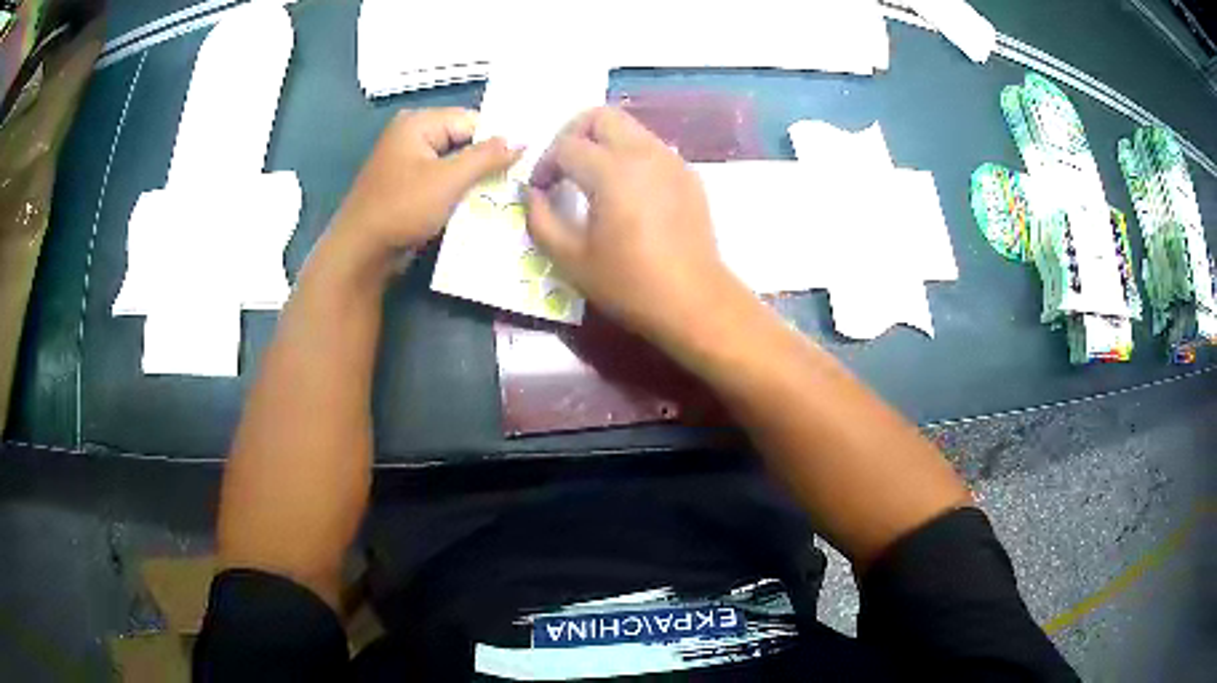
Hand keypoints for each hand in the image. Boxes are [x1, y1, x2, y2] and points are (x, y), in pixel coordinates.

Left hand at [326, 108, 519, 275]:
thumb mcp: (449, 180)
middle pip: (463, 141)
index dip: (498, 140)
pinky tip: (477, 207)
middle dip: (487, 162)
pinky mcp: (407, 187)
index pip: (472, 121)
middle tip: (518, 181)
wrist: (361, 253)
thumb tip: (521, 141)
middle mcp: (411, 136)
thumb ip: (487, 156)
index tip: (524, 163)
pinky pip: (441, 181)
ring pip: (454, 164)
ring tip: (502, 195)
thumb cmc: (402, 209)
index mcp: (418, 123)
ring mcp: (407, 163)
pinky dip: (458, 192)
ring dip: (474, 180)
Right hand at [527, 107, 743, 343]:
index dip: (545, 164)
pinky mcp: (687, 174)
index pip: (566, 145)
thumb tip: (531, 193)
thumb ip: (540, 219)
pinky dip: (629, 155)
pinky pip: (651, 147)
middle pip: (600, 115)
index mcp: (612, 170)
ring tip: (591, 178)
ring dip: (602, 142)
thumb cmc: (629, 283)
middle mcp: (644, 152)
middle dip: (572, 134)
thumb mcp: (570, 258)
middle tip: (563, 167)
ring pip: (629, 127)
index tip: (541, 191)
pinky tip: (624, 192)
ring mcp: (671, 160)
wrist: (694, 301)